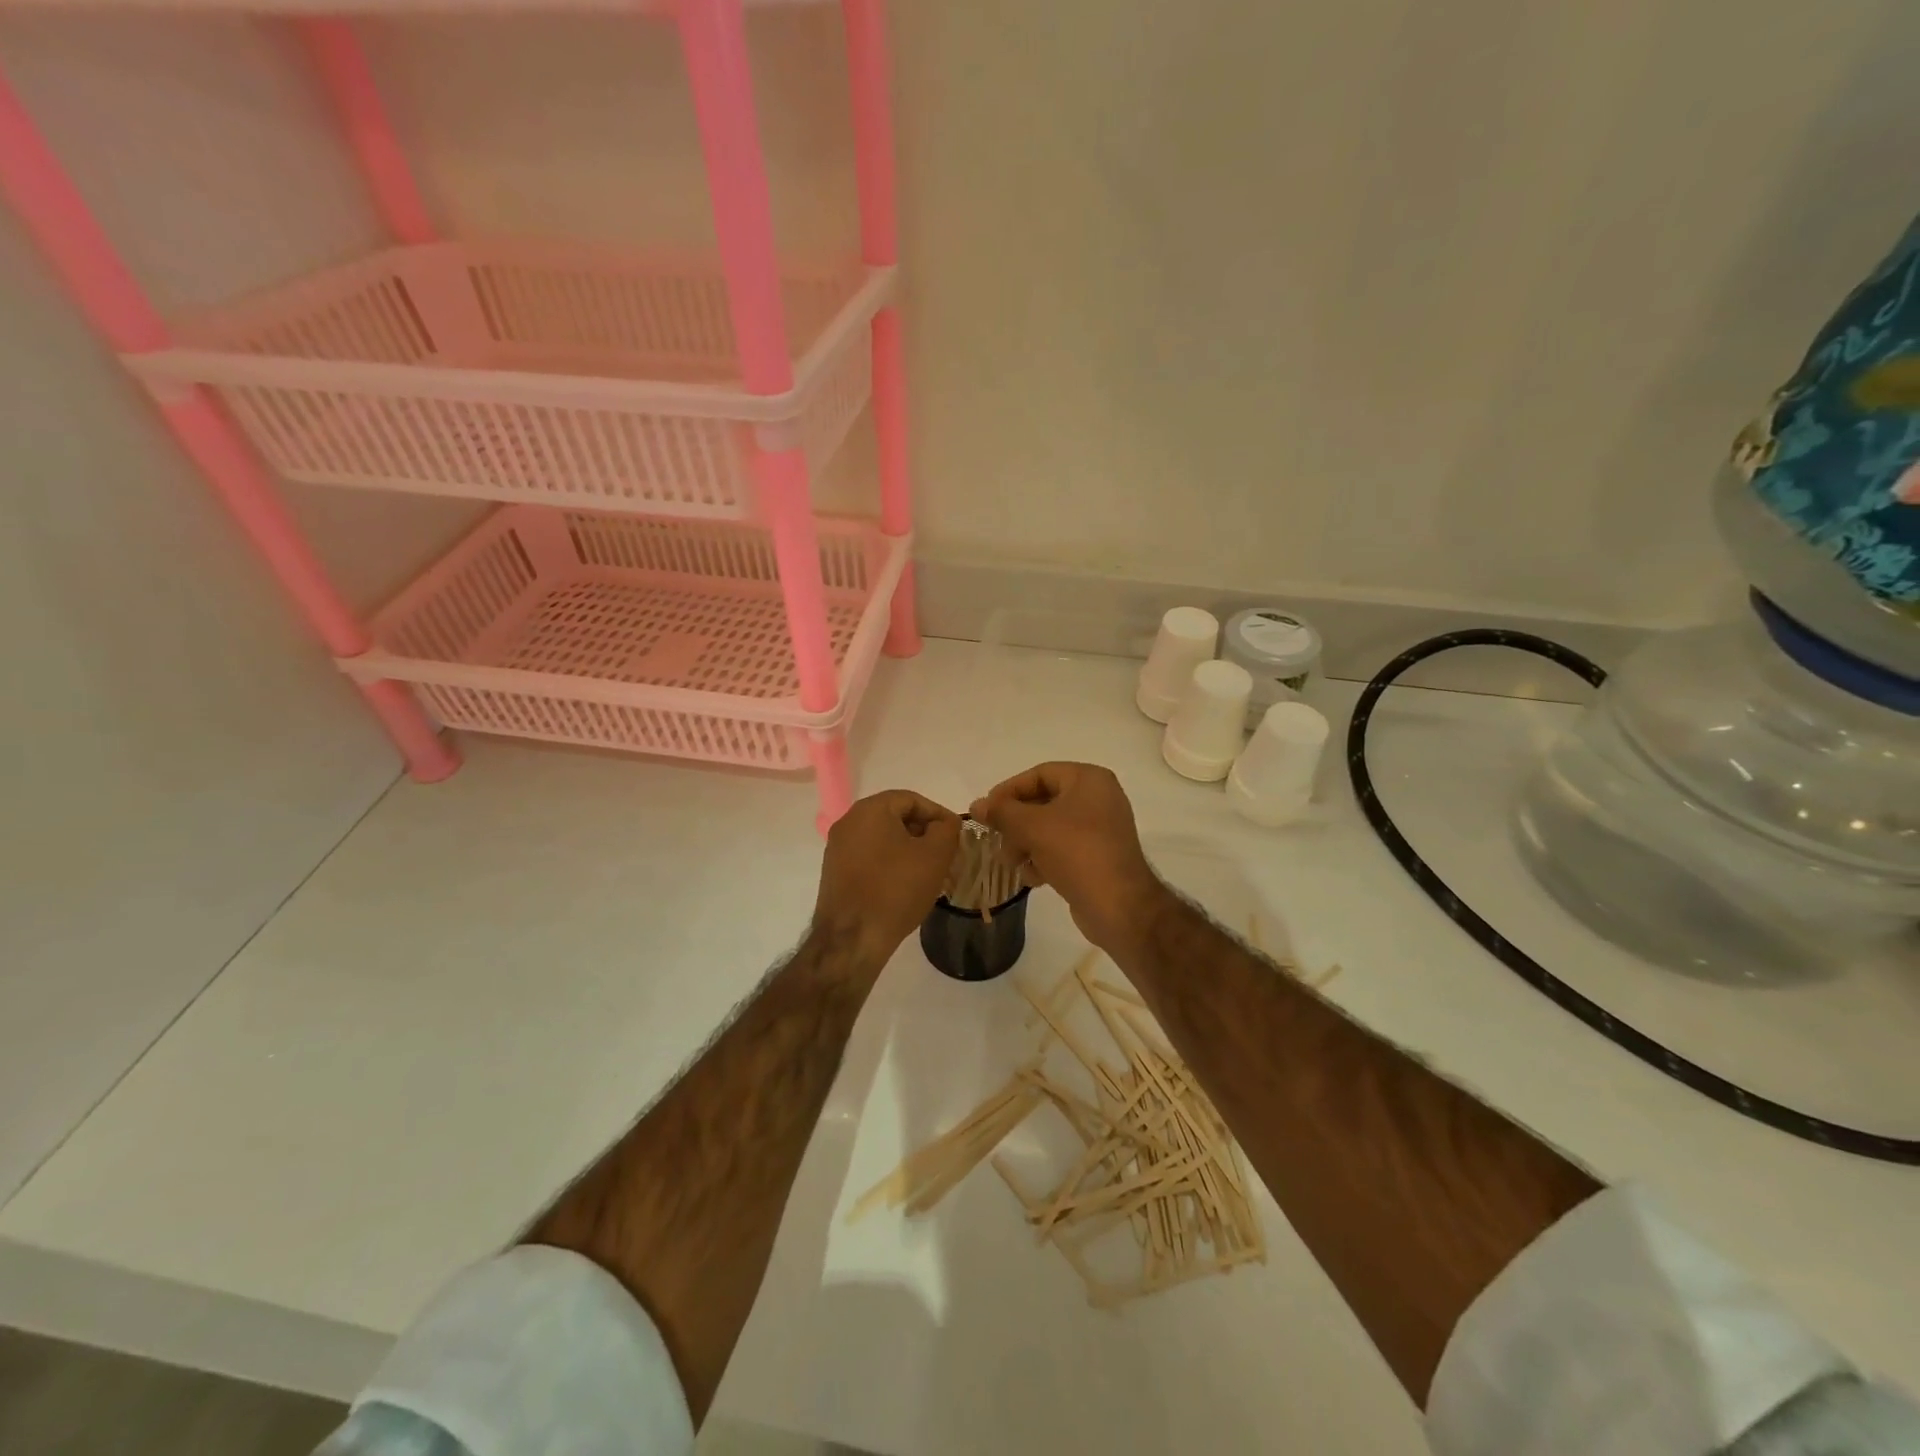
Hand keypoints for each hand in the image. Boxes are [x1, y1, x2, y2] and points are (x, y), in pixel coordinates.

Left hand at [813, 790, 960, 966]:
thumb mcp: (935, 855)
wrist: (852, 938)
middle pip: (894, 817)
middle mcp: (848, 822)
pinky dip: (889, 864)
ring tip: (928, 872)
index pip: (911, 799)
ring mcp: (837, 848)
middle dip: (923, 832)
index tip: (956, 834)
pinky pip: (868, 857)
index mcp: (869, 810)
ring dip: (907, 850)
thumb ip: (947, 829)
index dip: (938, 814)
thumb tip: (945, 823)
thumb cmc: (896, 890)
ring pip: (882, 839)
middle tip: (945, 853)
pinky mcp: (834, 872)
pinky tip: (904, 886)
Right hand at [970, 763, 1170, 953]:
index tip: (986, 811)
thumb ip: (1001, 812)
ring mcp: (1100, 829)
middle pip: (1043, 802)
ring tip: (1012, 863)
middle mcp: (1098, 798)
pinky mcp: (1097, 856)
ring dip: (1025, 844)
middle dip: (1016, 823)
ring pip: (1049, 828)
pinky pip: (1062, 849)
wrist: (1119, 907)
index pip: (1039, 774)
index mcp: (1089, 780)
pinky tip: (1033, 878)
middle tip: (997, 840)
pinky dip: (1043, 859)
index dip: (1009, 791)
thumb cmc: (1076, 853)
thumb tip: (976, 805)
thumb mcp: (1032, 827)